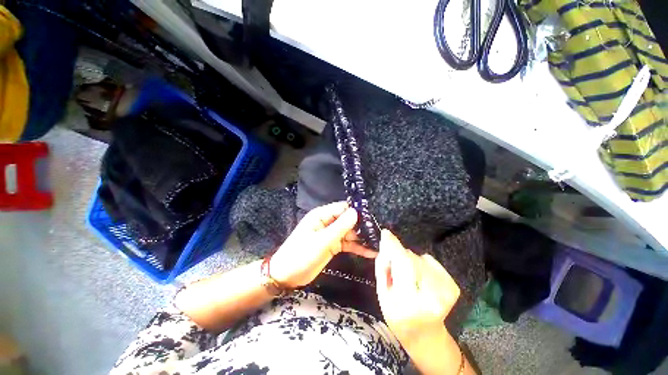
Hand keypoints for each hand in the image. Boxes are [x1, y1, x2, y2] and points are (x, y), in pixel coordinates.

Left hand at [270, 202, 377, 288]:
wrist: (287, 276)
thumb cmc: (301, 255)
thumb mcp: (322, 241)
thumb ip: (340, 227)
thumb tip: (356, 212)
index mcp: (322, 215)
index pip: (343, 208)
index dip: (357, 212)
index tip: (372, 220)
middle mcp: (328, 222)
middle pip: (348, 220)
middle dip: (362, 227)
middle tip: (379, 234)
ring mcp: (331, 234)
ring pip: (350, 232)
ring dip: (362, 238)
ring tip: (379, 244)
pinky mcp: (333, 245)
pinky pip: (348, 244)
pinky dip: (358, 248)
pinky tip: (370, 252)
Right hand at [374, 229, 459, 348]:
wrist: (425, 335)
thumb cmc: (397, 315)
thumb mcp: (382, 294)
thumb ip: (383, 267)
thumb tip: (386, 245)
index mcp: (409, 301)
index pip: (403, 264)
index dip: (394, 246)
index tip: (386, 233)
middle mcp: (432, 296)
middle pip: (412, 259)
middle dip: (399, 255)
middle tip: (394, 266)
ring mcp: (446, 291)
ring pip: (421, 258)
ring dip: (410, 260)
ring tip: (409, 276)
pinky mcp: (453, 286)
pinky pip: (431, 261)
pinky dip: (422, 263)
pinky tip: (420, 277)